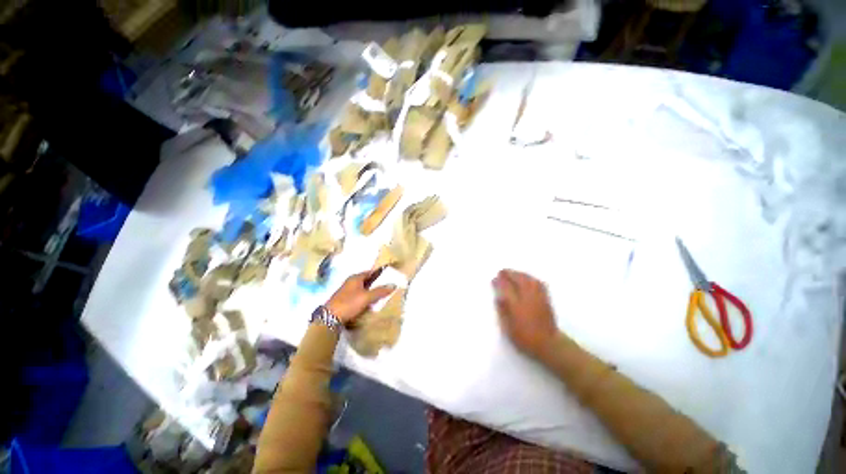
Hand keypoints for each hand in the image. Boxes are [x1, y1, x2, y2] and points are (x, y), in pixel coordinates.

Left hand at [326, 268, 395, 323]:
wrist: (330, 318)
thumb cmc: (349, 303)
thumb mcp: (367, 297)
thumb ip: (380, 291)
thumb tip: (393, 284)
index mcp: (355, 278)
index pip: (370, 272)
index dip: (379, 273)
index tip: (389, 277)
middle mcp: (351, 282)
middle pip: (367, 280)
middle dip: (376, 284)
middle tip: (387, 288)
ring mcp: (347, 291)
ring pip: (363, 289)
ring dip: (371, 292)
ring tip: (381, 296)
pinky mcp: (345, 300)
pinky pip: (359, 296)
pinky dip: (365, 298)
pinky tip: (370, 304)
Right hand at [493, 269, 558, 358]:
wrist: (549, 345)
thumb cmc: (525, 338)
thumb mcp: (508, 329)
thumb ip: (503, 312)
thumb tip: (498, 297)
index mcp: (517, 306)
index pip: (506, 289)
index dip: (499, 282)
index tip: (494, 279)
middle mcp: (528, 299)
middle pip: (519, 280)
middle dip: (510, 274)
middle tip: (502, 271)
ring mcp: (538, 298)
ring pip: (529, 280)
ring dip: (520, 274)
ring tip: (513, 273)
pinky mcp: (546, 299)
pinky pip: (538, 284)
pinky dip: (531, 278)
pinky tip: (528, 278)